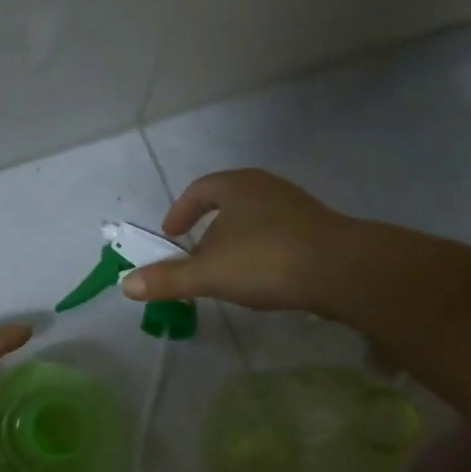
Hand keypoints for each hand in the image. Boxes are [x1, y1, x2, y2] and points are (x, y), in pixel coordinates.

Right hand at [121, 168, 355, 312]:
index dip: (180, 211)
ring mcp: (298, 208)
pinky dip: (261, 253)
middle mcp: (267, 188)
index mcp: (238, 186)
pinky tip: (262, 279)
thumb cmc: (266, 260)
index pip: (200, 190)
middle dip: (208, 230)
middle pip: (228, 204)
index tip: (170, 235)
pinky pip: (278, 236)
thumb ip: (168, 278)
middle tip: (195, 256)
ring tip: (226, 271)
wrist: (344, 271)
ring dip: (236, 243)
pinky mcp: (320, 231)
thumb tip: (126, 285)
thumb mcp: (208, 273)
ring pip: (255, 221)